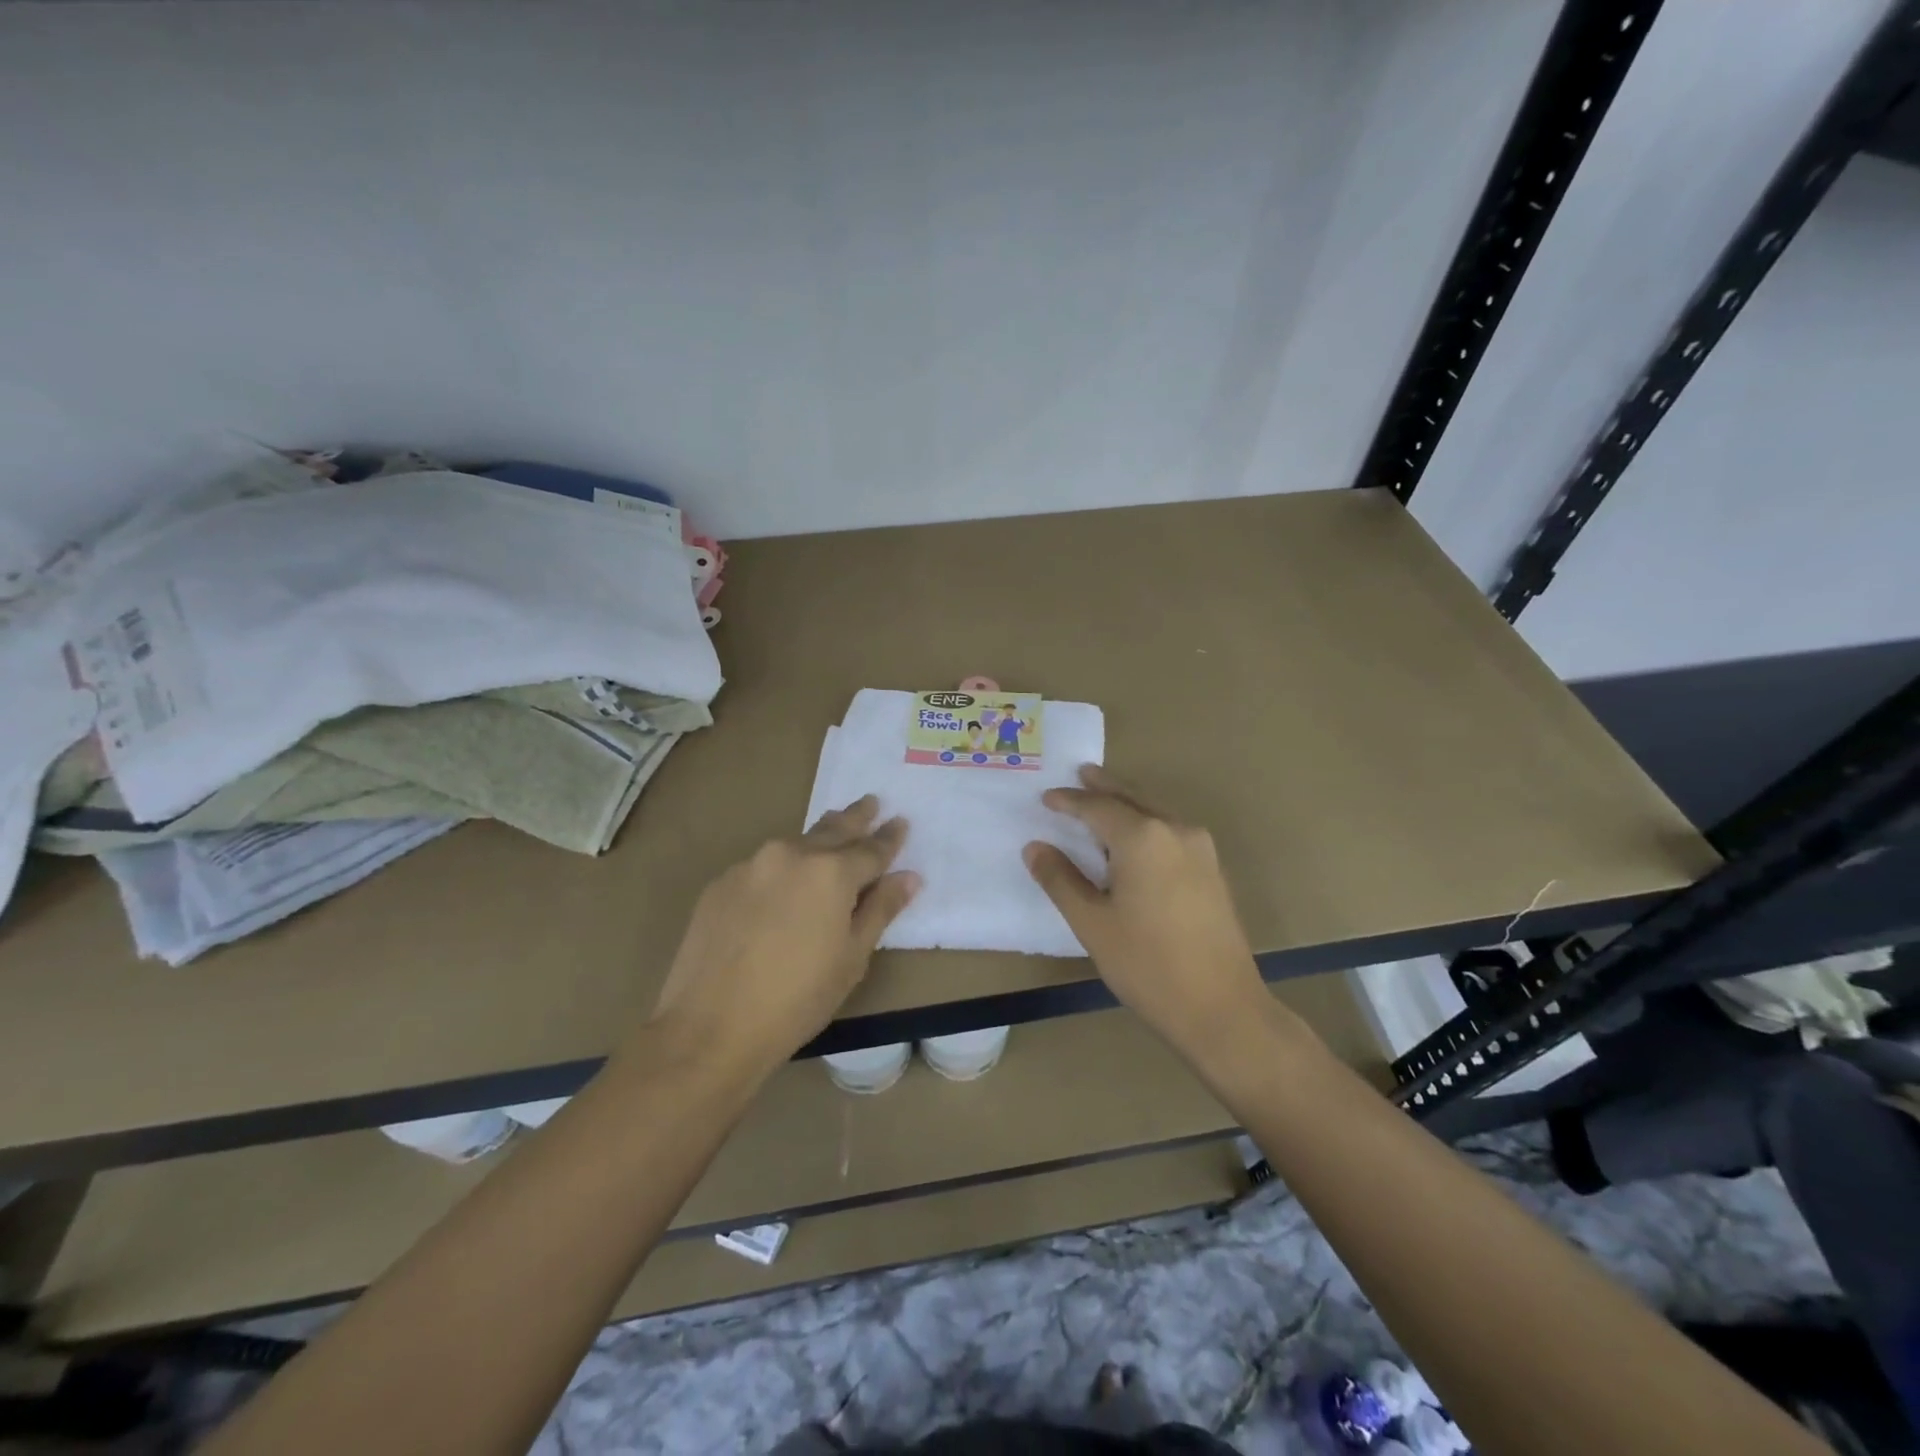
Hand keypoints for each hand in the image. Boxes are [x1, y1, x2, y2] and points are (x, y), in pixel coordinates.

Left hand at [644, 797, 917, 1074]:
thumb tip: (908, 877)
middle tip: (871, 802)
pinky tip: (782, 887)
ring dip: (817, 840)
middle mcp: (791, 855)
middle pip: (832, 829)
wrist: (709, 1027)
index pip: (871, 849)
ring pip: (795, 844)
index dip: (889, 838)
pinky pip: (763, 866)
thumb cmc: (797, 999)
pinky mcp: (720, 883)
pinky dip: (782, 868)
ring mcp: (751, 865)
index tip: (900, 822)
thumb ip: (880, 909)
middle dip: (856, 817)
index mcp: (831, 872)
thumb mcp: (851, 958)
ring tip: (831, 837)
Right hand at [1025, 765, 1269, 1057]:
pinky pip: (1171, 830)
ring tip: (1104, 798)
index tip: (1046, 798)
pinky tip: (1136, 837)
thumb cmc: (1147, 965)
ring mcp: (1201, 849)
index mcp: (1143, 838)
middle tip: (1081, 773)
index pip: (1097, 808)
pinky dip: (1147, 822)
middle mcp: (1175, 830)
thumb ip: (1061, 879)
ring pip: (1156, 811)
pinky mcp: (1212, 869)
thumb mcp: (1092, 923)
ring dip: (1128, 802)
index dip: (1069, 802)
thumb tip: (1035, 847)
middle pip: (1132, 797)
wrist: (1221, 1007)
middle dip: (1104, 786)